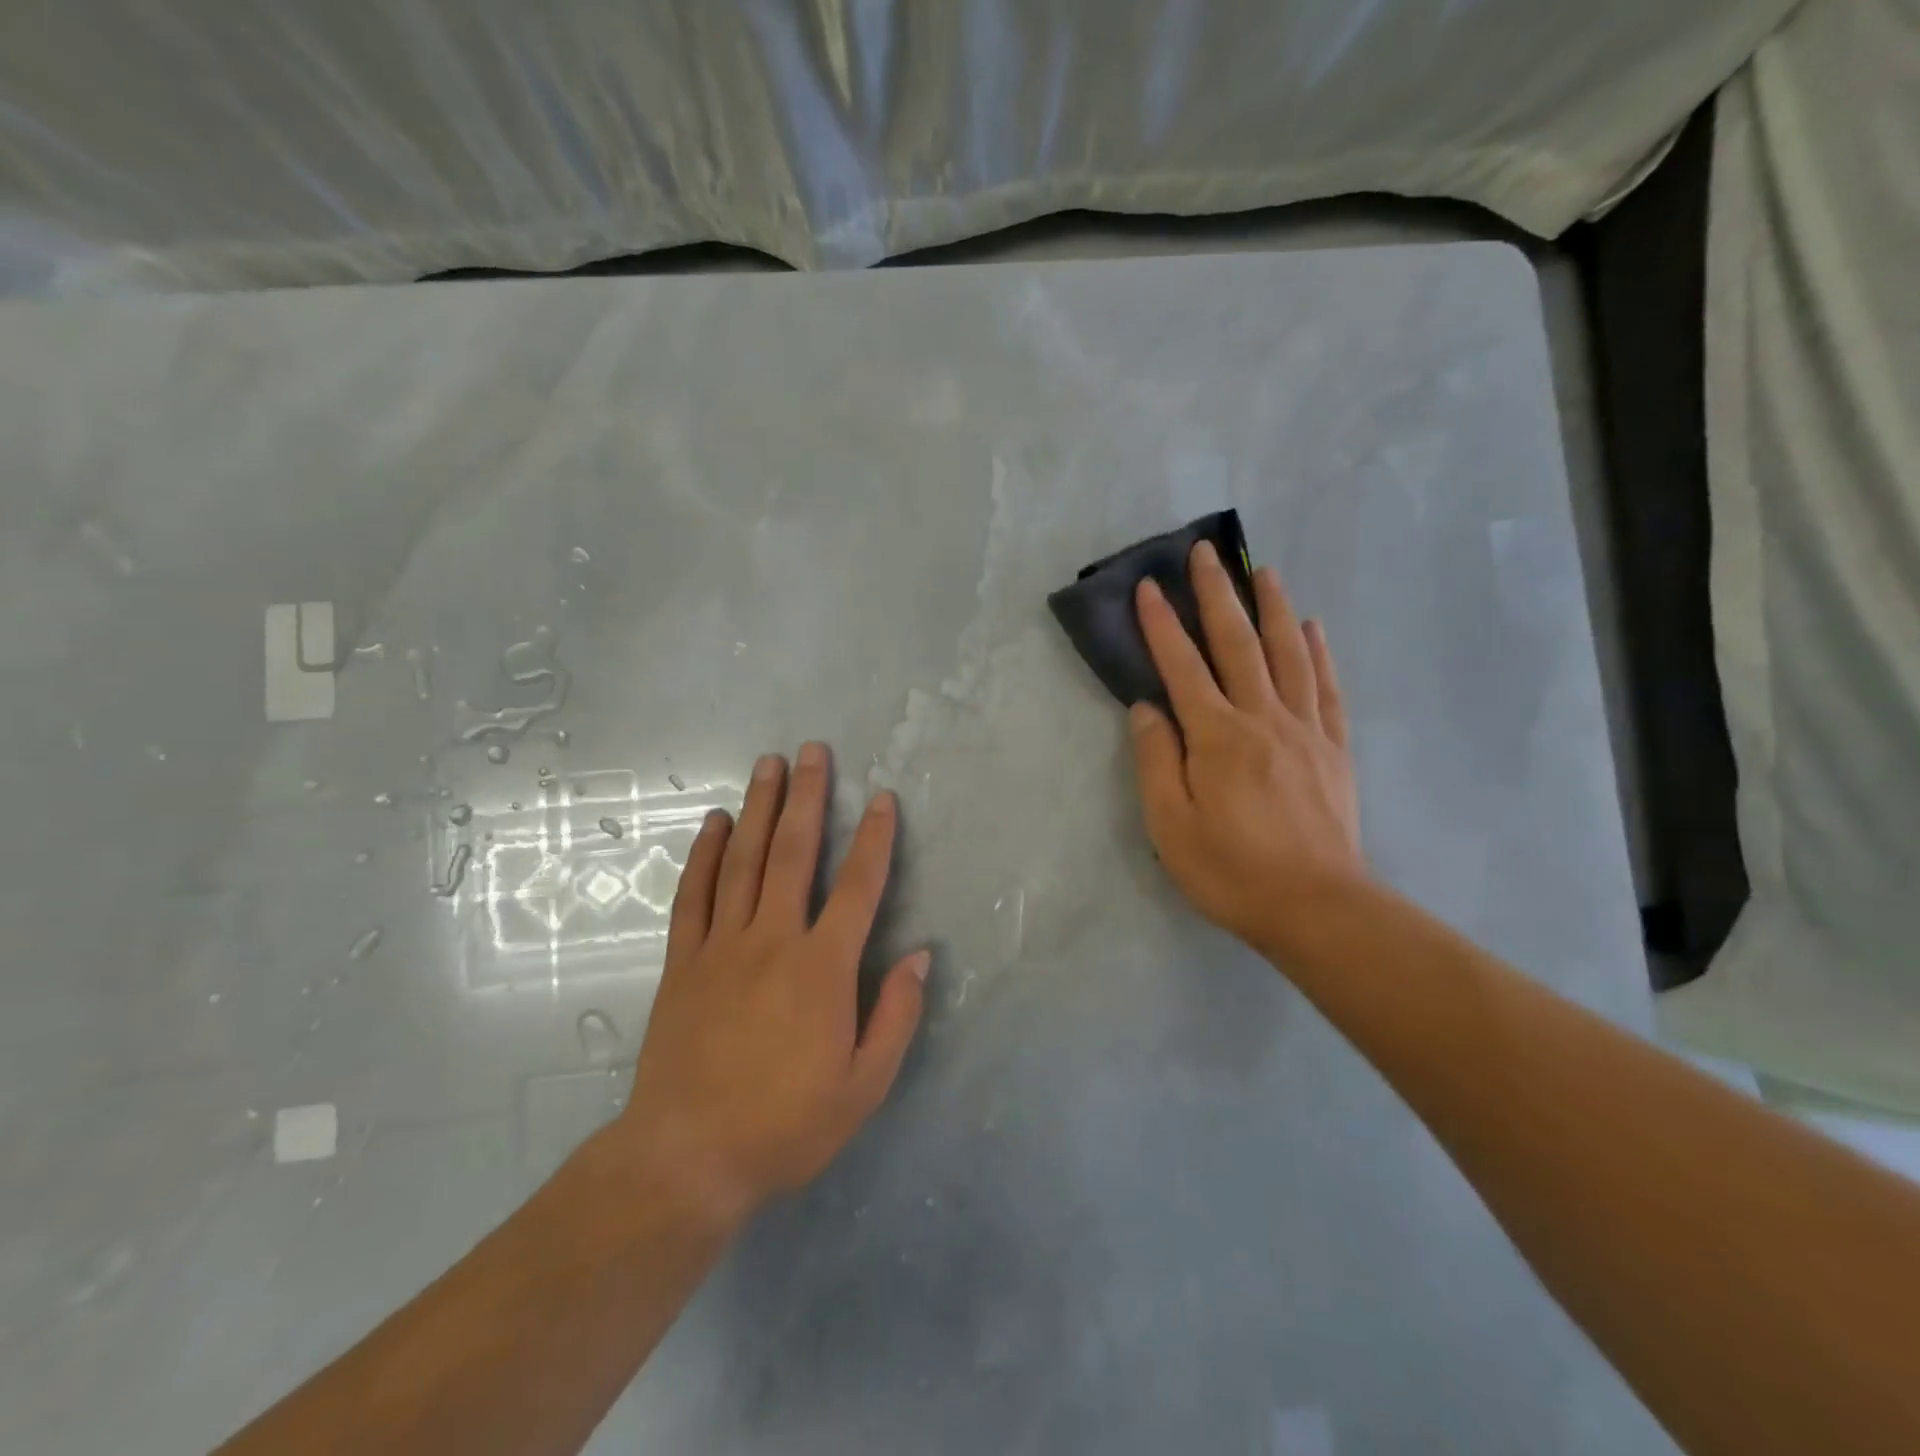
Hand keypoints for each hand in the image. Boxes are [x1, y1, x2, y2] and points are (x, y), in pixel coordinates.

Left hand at [616, 744, 926, 1225]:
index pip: (858, 887)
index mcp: (823, 968)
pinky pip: (695, 895)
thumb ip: (896, 1015)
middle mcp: (774, 940)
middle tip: (812, 750)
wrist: (687, 1159)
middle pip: (794, 853)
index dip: (874, 839)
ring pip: (743, 861)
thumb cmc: (786, 1125)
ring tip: (768, 764)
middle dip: (807, 797)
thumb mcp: (864, 1086)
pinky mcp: (684, 962)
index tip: (881, 798)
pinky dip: (704, 854)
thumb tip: (921, 955)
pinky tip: (713, 823)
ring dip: (759, 808)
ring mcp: (723, 946)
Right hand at [1129, 542, 1365, 957]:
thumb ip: (1156, 761)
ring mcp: (1305, 730)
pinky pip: (1327, 688)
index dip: (1162, 625)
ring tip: (1262, 570)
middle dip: (1217, 595)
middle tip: (1205, 552)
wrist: (1316, 908)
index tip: (1149, 586)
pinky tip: (1313, 628)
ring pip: (1288, 654)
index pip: (1182, 667)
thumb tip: (1147, 709)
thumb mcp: (1170, 825)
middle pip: (1237, 644)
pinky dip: (1318, 652)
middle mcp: (1262, 719)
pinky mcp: (1333, 748)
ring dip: (1273, 608)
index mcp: (1217, 737)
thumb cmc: (1231, 871)